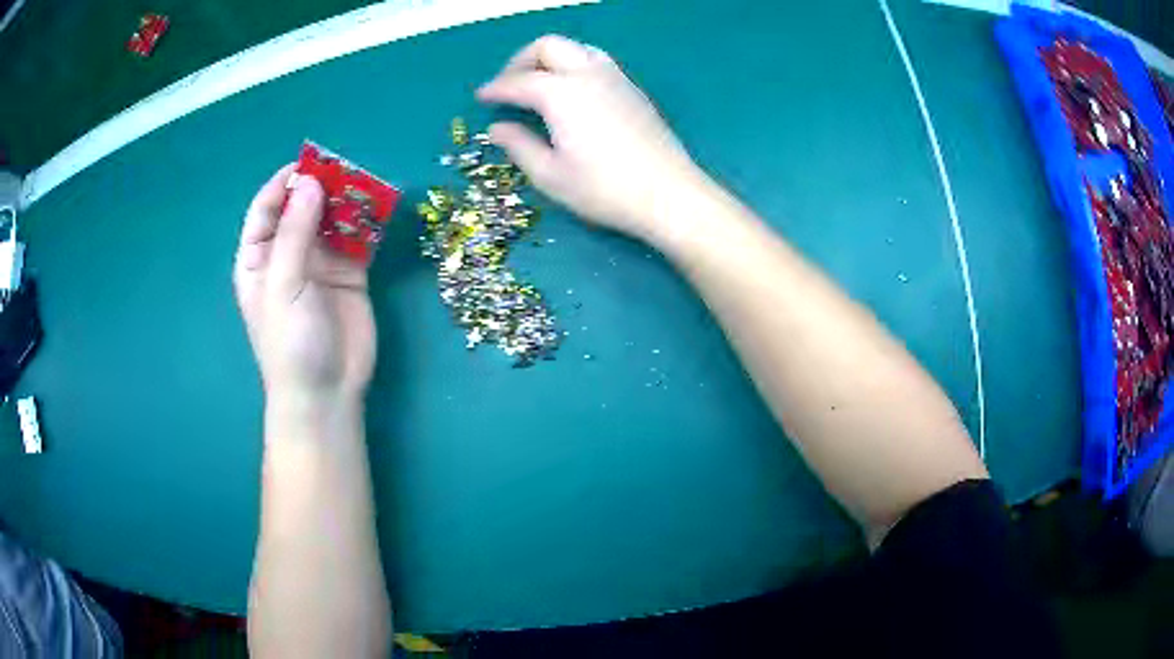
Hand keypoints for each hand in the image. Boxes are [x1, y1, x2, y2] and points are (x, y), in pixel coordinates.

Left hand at [233, 165, 375, 404]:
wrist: (327, 392)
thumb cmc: (291, 341)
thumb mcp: (284, 284)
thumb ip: (295, 232)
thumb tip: (311, 182)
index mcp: (259, 258)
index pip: (266, 209)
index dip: (283, 184)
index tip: (308, 164)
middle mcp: (288, 254)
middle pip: (301, 208)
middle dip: (320, 188)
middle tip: (344, 171)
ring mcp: (320, 263)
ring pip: (331, 220)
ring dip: (346, 202)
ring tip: (365, 184)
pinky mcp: (350, 274)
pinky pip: (357, 239)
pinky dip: (367, 223)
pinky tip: (379, 209)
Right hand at [477, 35, 703, 240]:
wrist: (668, 194)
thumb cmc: (604, 189)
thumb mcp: (550, 175)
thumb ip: (519, 146)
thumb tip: (497, 129)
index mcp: (561, 93)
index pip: (519, 82)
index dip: (496, 89)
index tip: (482, 98)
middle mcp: (588, 74)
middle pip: (549, 46)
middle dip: (522, 60)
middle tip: (509, 85)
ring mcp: (615, 78)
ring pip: (576, 48)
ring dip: (552, 58)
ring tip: (539, 83)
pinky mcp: (633, 90)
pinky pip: (597, 61)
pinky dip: (575, 66)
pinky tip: (572, 93)